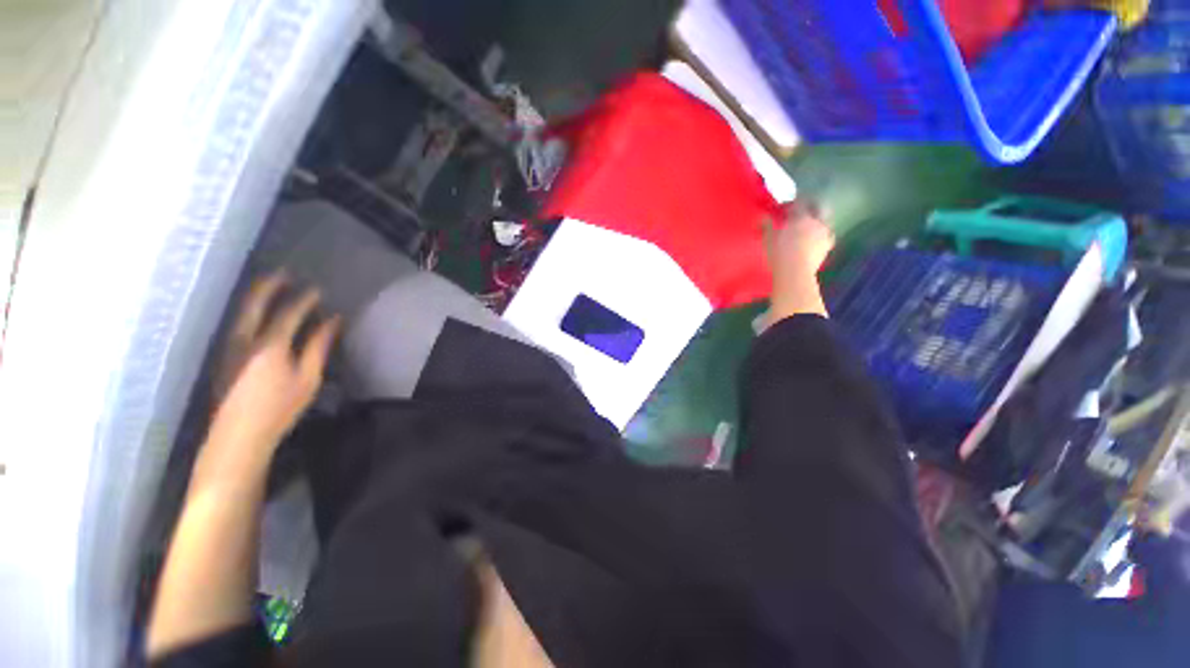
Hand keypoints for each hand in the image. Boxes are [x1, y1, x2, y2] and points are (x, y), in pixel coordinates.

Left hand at [196, 274, 339, 487]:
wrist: (238, 435)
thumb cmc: (279, 408)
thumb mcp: (308, 378)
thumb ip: (318, 346)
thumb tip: (332, 321)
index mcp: (270, 345)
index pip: (289, 313)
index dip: (304, 300)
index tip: (318, 290)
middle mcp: (245, 339)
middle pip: (255, 304)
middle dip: (269, 286)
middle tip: (283, 273)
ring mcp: (230, 347)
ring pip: (241, 312)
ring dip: (256, 296)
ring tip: (269, 285)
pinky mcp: (224, 356)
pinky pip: (237, 323)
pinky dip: (249, 311)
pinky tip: (256, 311)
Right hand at [764, 199, 834, 280]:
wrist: (795, 271)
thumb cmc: (779, 253)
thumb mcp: (768, 239)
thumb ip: (767, 226)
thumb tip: (763, 217)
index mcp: (800, 217)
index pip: (798, 203)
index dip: (791, 203)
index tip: (784, 207)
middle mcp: (816, 221)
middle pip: (818, 207)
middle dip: (811, 206)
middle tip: (802, 210)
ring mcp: (824, 233)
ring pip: (825, 220)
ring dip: (818, 220)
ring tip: (810, 225)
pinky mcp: (827, 246)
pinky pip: (829, 236)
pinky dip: (824, 235)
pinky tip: (819, 238)